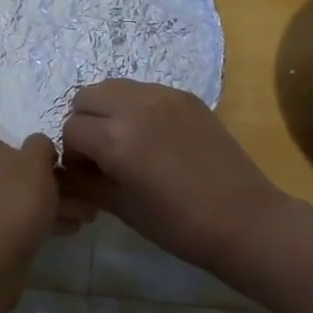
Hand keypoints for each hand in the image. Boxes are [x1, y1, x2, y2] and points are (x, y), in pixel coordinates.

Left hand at [0, 135, 92, 268]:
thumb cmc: (12, 203)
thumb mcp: (35, 162)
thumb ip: (41, 146)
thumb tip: (40, 147)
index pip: (20, 148)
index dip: (50, 160)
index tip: (76, 173)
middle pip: (24, 178)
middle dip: (58, 188)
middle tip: (89, 201)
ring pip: (23, 202)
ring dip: (55, 207)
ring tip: (87, 218)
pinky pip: (18, 224)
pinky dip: (42, 224)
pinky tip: (69, 230)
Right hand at [61, 80, 289, 268]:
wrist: (244, 219)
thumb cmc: (178, 225)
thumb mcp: (122, 208)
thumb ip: (86, 183)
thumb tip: (68, 171)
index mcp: (115, 138)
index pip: (71, 130)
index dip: (74, 154)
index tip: (89, 174)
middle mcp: (135, 106)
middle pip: (86, 97)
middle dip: (85, 123)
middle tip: (102, 153)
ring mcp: (163, 96)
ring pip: (114, 87)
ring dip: (108, 109)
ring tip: (125, 140)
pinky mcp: (186, 96)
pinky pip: (145, 90)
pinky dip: (136, 106)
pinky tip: (154, 137)